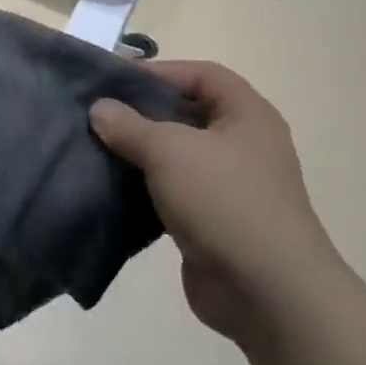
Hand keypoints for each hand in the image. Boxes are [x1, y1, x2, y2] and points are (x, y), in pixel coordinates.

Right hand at [90, 62, 339, 342]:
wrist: (267, 292)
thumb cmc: (224, 201)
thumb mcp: (169, 151)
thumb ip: (130, 125)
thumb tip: (99, 108)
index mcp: (247, 116)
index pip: (203, 75)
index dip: (161, 72)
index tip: (116, 82)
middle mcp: (244, 145)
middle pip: (187, 113)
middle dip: (144, 113)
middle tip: (99, 115)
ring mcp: (231, 186)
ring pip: (177, 156)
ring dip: (141, 153)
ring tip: (98, 149)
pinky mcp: (214, 221)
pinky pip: (173, 192)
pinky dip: (145, 188)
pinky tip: (113, 188)